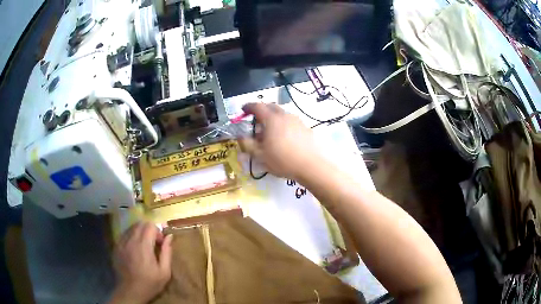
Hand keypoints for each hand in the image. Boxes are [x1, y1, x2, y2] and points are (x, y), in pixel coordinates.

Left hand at [110, 222, 172, 303]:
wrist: (130, 291)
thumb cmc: (150, 283)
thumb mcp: (164, 272)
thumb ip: (167, 252)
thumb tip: (169, 236)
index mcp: (143, 246)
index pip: (150, 225)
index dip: (157, 231)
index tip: (160, 243)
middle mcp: (131, 240)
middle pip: (140, 224)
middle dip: (149, 230)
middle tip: (153, 244)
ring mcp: (121, 243)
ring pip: (131, 228)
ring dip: (140, 233)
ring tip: (144, 246)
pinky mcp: (116, 247)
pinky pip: (124, 235)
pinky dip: (131, 237)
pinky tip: (134, 249)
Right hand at [239, 103, 323, 179]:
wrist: (311, 166)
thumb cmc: (282, 160)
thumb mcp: (260, 155)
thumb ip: (248, 144)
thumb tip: (240, 136)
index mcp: (272, 119)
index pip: (257, 106)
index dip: (248, 107)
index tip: (243, 110)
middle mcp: (285, 116)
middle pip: (271, 107)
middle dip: (261, 111)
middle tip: (256, 121)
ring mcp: (297, 121)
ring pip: (282, 114)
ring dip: (273, 118)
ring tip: (270, 132)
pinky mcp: (306, 128)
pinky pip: (291, 122)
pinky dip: (284, 125)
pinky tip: (284, 138)